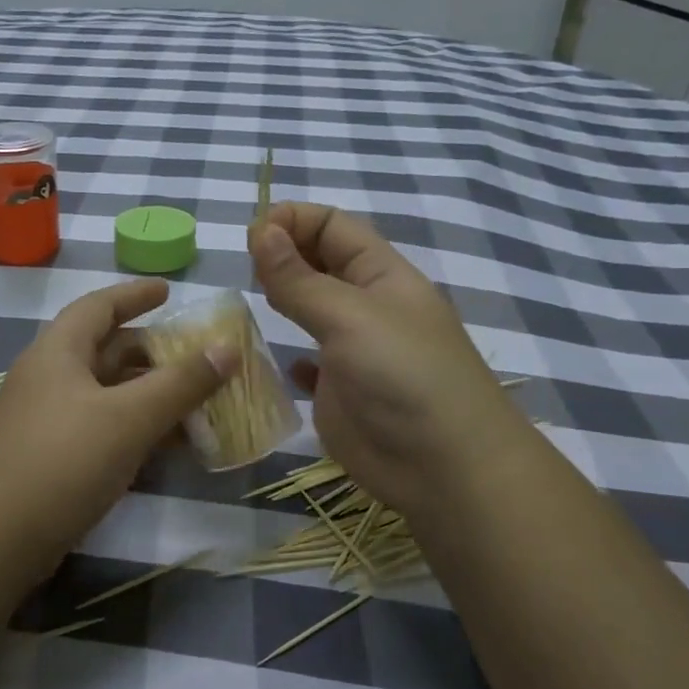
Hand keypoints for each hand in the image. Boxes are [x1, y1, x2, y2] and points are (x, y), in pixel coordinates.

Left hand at [0, 279, 231, 565]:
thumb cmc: (62, 461)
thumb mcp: (129, 417)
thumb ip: (181, 383)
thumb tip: (227, 349)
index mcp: (58, 353)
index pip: (99, 306)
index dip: (135, 294)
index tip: (169, 291)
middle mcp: (50, 379)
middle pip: (106, 350)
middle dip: (152, 351)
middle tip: (195, 355)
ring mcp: (49, 420)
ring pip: (108, 394)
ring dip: (149, 394)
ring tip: (195, 401)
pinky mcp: (53, 458)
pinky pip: (103, 428)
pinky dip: (136, 428)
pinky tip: (169, 446)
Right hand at [248, 202, 526, 524]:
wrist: (442, 466)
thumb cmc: (402, 376)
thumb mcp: (349, 317)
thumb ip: (300, 278)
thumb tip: (260, 230)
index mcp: (381, 274)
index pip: (334, 226)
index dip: (293, 221)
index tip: (252, 235)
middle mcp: (367, 305)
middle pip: (321, 262)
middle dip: (283, 254)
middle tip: (245, 267)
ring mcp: (354, 350)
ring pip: (311, 309)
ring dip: (282, 298)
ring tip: (250, 300)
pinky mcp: (340, 391)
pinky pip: (309, 363)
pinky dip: (289, 357)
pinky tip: (275, 361)